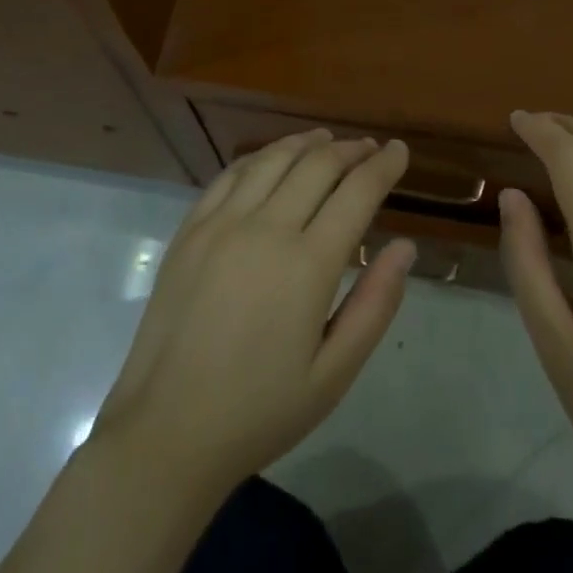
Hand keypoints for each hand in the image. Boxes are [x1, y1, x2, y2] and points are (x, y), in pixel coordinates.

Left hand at [92, 130, 414, 498]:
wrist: (167, 432)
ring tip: (327, 140)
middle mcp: (265, 229)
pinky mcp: (190, 230)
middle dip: (350, 150)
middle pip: (317, 165)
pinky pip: (231, 175)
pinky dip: (260, 157)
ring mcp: (221, 224)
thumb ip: (375, 304)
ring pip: (273, 159)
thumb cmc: (260, 411)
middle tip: (370, 149)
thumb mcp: (334, 374)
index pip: (357, 192)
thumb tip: (405, 247)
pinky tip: (272, 159)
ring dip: (306, 143)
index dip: (383, 165)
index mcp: (308, 264)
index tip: (399, 150)